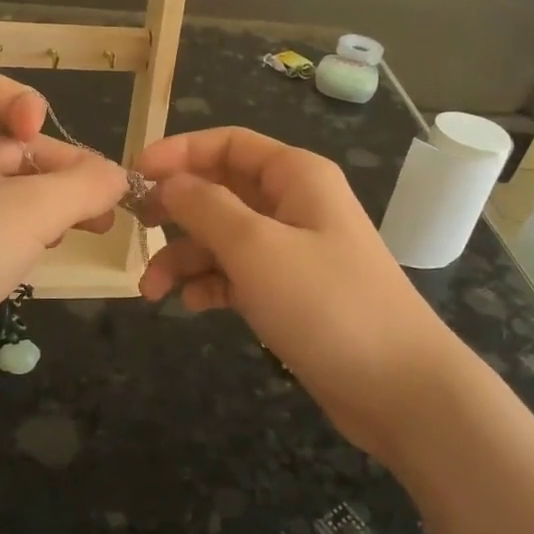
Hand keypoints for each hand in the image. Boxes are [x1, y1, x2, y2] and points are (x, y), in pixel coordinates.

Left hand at [0, 72, 126, 404]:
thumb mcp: (32, 211)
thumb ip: (85, 188)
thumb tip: (119, 177)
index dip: (31, 106)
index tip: (50, 142)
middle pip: (7, 142)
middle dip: (58, 169)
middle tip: (102, 206)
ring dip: (43, 203)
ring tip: (83, 232)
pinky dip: (13, 229)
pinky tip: (38, 255)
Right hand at [136, 127, 463, 462]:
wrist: (399, 390)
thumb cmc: (326, 303)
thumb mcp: (256, 247)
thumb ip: (205, 207)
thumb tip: (168, 182)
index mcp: (295, 176)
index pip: (228, 144)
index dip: (179, 151)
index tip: (134, 173)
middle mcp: (294, 204)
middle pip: (221, 189)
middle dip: (177, 209)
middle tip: (137, 228)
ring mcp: (293, 250)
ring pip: (224, 237)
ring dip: (185, 257)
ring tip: (151, 291)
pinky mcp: (290, 292)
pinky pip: (238, 274)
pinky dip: (211, 284)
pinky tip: (193, 305)